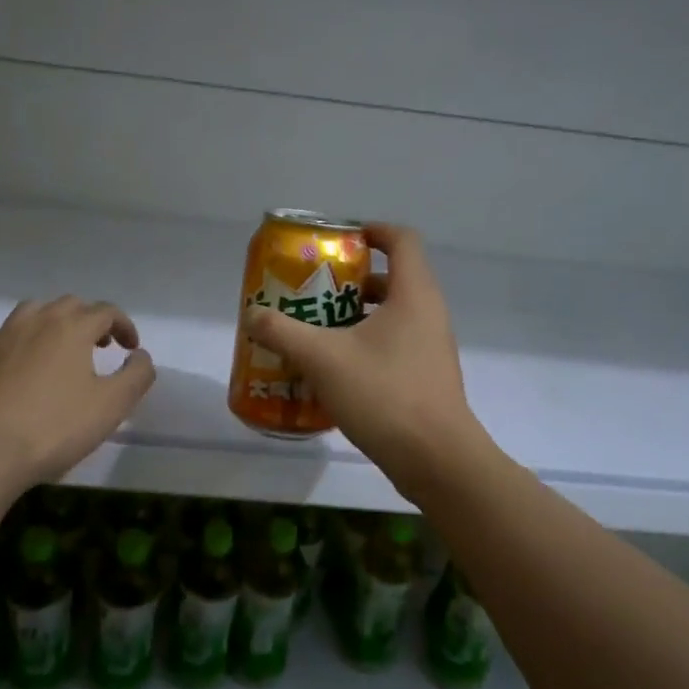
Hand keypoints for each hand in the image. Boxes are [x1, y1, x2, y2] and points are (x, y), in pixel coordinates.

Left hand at [0, 297, 155, 492]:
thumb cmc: (54, 427)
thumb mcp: (112, 406)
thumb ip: (137, 375)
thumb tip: (140, 355)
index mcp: (72, 327)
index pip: (106, 311)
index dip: (124, 326)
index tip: (131, 349)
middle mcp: (36, 320)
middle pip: (70, 305)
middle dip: (91, 320)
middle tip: (101, 346)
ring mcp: (1, 335)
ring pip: (33, 312)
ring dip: (54, 323)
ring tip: (61, 349)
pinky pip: (4, 335)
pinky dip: (20, 341)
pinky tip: (21, 364)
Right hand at [242, 223, 483, 492]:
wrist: (436, 458)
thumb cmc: (383, 394)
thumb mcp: (322, 359)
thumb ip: (283, 332)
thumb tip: (252, 314)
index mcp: (413, 294)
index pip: (400, 239)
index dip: (371, 231)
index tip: (339, 241)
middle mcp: (428, 313)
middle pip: (392, 278)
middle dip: (350, 281)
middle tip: (313, 292)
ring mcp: (431, 347)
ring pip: (391, 316)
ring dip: (354, 317)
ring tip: (316, 332)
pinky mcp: (427, 377)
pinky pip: (394, 346)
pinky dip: (365, 346)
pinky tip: (334, 371)